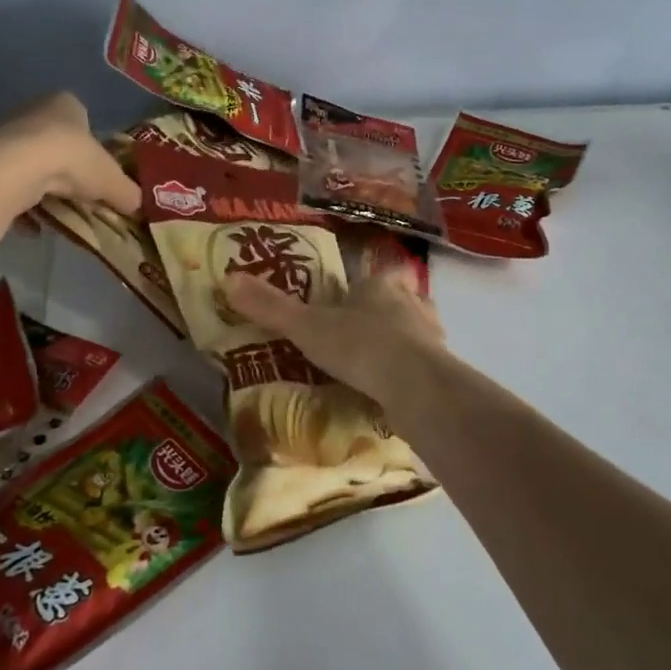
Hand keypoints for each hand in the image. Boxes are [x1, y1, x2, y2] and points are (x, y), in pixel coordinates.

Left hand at [0, 93, 140, 216]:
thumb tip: (138, 205)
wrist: (19, 169)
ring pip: (31, 164)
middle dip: (66, 169)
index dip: (90, 144)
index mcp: (65, 104)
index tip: (96, 170)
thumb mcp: (112, 180)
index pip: (81, 118)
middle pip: (54, 142)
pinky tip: (33, 226)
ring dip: (43, 189)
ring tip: (58, 213)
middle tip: (79, 195)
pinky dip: (21, 206)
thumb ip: (127, 191)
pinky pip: (10, 185)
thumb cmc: (74, 159)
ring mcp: (7, 136)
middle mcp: (33, 112)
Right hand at [223, 267, 446, 405]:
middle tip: (358, 338)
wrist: (415, 386)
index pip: (374, 278)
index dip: (362, 289)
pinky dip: (410, 374)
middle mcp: (413, 302)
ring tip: (375, 367)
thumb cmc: (359, 345)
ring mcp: (432, 336)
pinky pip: (424, 366)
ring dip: (400, 345)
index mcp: (381, 285)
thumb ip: (270, 307)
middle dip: (383, 316)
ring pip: (415, 333)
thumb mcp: (306, 327)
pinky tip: (394, 391)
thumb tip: (227, 278)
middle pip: (399, 302)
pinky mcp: (443, 368)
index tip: (347, 305)